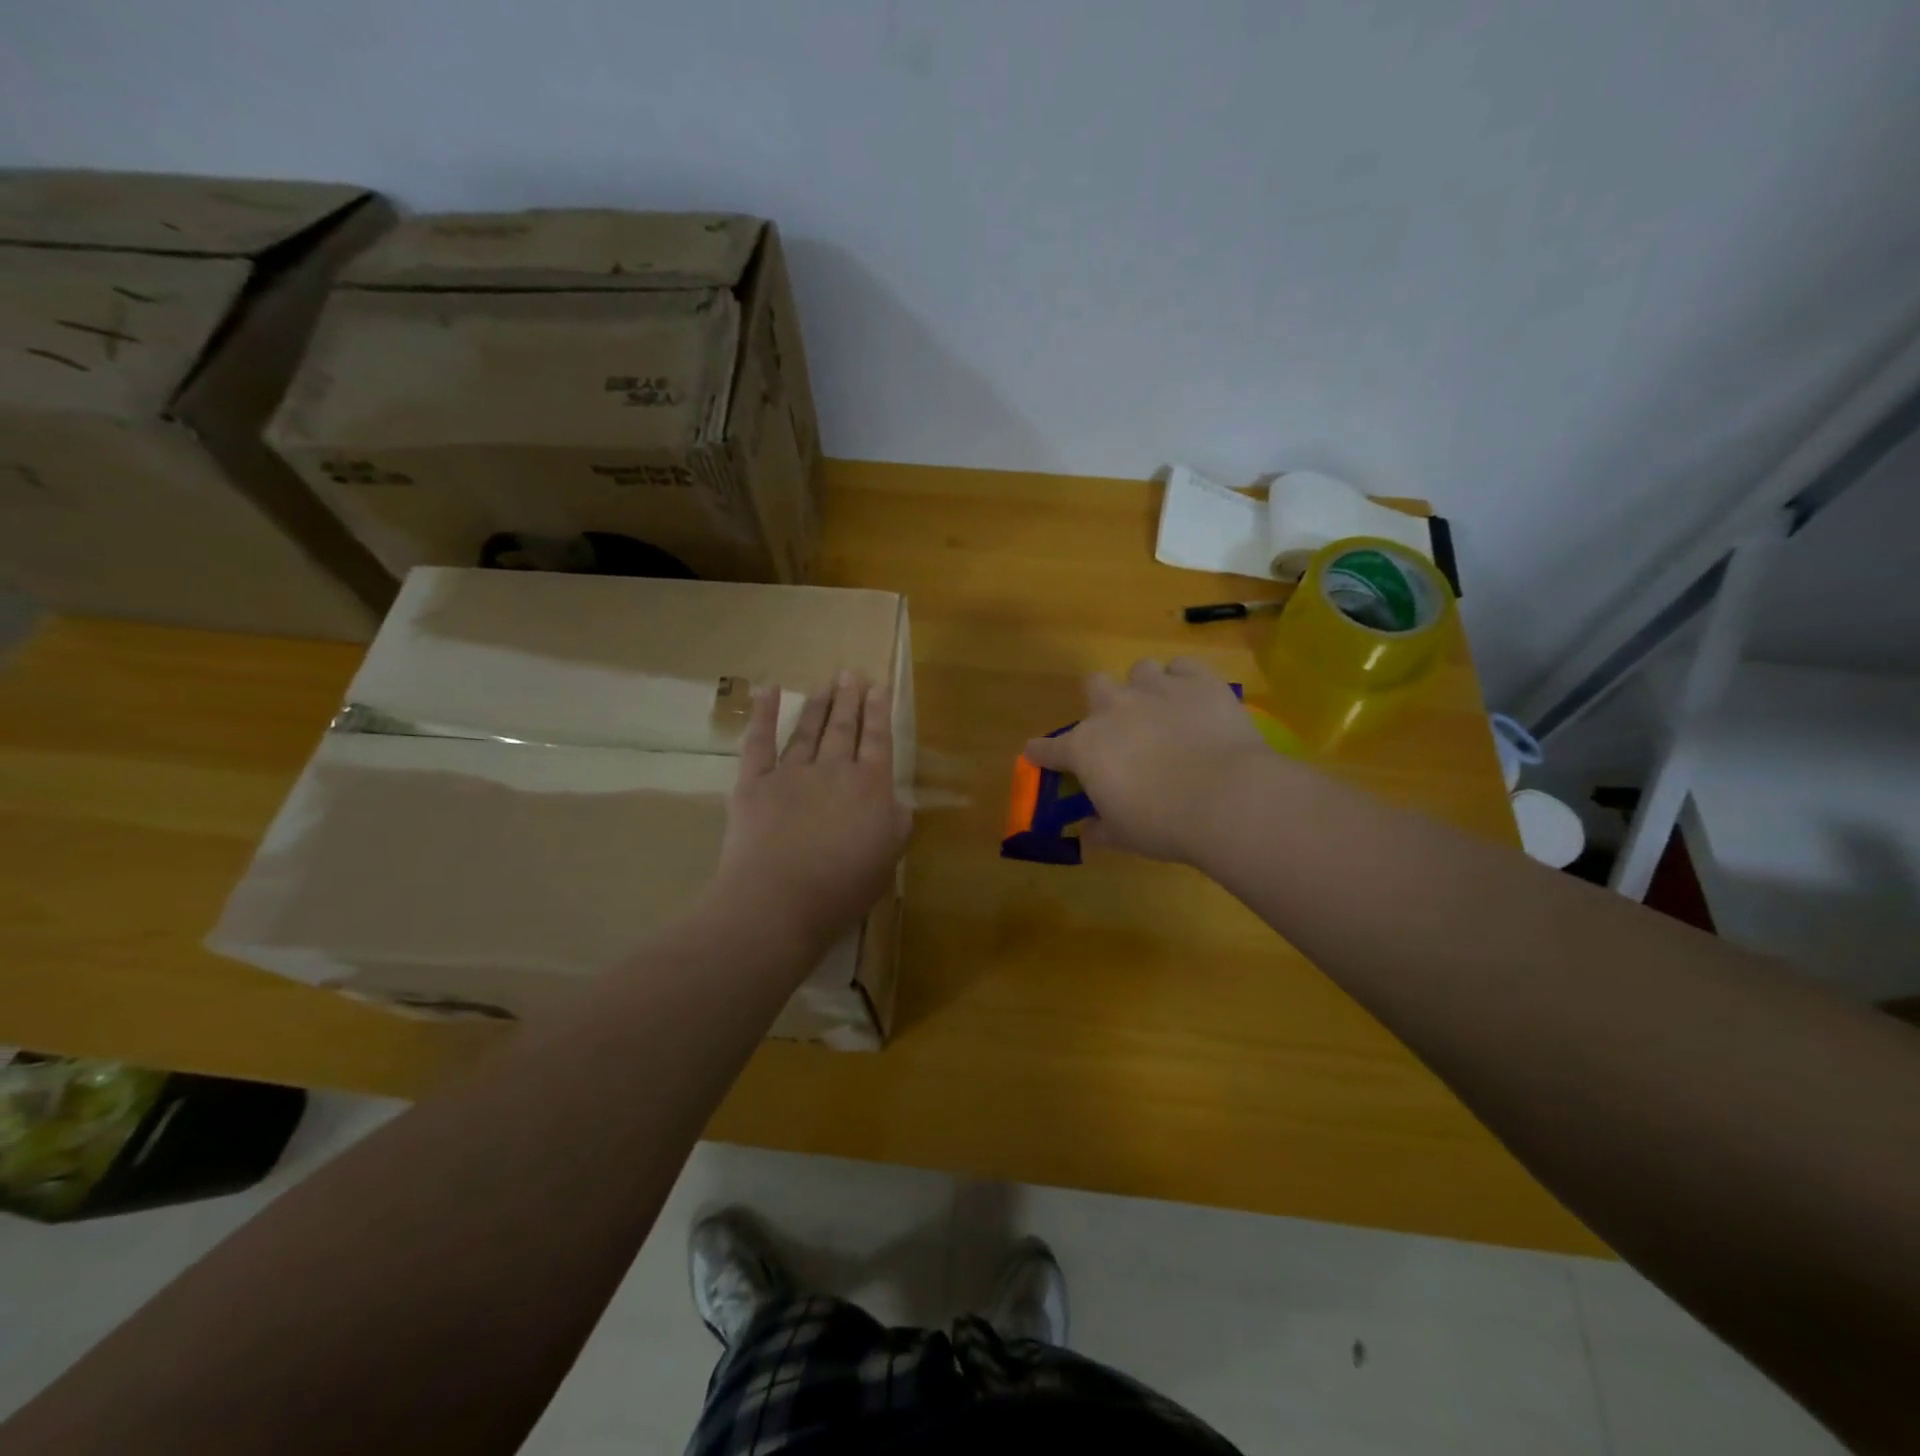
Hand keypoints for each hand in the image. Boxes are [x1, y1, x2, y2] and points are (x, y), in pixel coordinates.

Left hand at [713, 671, 911, 955]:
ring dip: (819, 704)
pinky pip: (759, 741)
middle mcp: (834, 769)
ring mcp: (791, 773)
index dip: (879, 712)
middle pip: (844, 727)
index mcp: (870, 787)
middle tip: (851, 674)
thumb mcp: (888, 858)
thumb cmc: (842, 887)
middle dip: (849, 699)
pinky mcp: (755, 783)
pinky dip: (764, 714)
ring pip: (809, 730)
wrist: (778, 901)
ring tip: (826, 683)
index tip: (878, 687)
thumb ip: (896, 823)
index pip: (878, 741)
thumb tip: (894, 800)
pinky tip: (769, 691)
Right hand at [1024, 657, 1276, 865]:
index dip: (1041, 752)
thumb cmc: (1164, 824)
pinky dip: (1185, 680)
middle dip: (1102, 703)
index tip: (1036, 754)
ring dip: (1145, 688)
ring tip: (1162, 710)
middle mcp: (1115, 709)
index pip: (1050, 748)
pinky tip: (1193, 699)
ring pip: (1140, 669)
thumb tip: (1090, 831)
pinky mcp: (1199, 681)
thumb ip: (1103, 829)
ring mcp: (1157, 689)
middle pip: (1094, 686)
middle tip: (1121, 729)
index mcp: (1086, 748)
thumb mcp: (1125, 836)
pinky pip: (1183, 667)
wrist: (1227, 798)